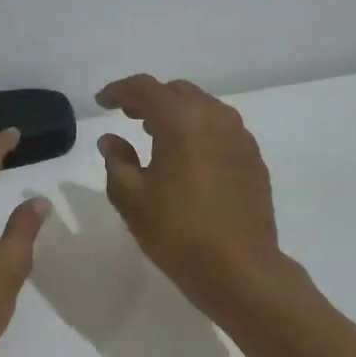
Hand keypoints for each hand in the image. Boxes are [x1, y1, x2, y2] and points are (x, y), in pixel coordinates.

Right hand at [96, 75, 285, 317]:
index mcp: (182, 120)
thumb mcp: (132, 198)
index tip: (102, 102)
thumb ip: (117, 161)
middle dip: (150, 99)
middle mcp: (215, 117)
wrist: (240, 268)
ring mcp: (240, 137)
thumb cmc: (177, 231)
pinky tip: (188, 159)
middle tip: (128, 117)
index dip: (120, 91)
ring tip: (156, 136)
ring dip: (177, 115)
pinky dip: (199, 132)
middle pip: (178, 92)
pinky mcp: (254, 159)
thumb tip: (111, 140)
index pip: (146, 88)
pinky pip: (221, 130)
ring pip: (203, 109)